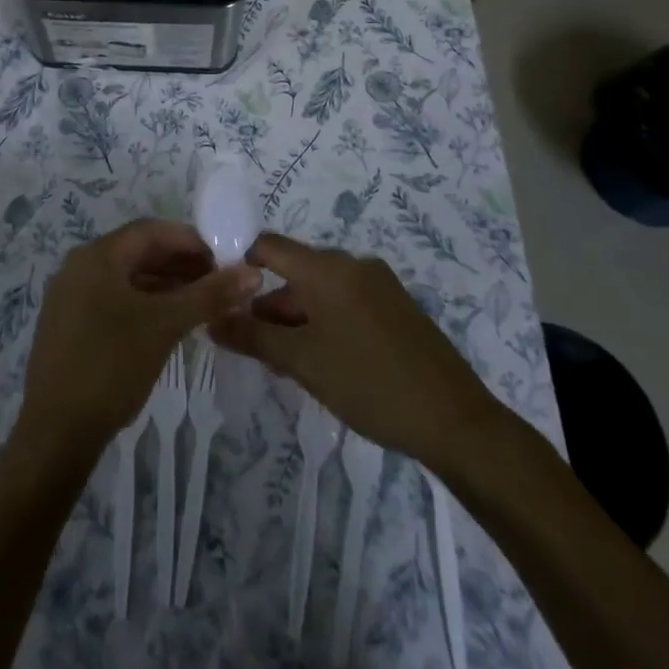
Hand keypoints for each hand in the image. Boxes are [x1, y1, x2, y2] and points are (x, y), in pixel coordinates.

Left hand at [14, 219, 260, 463]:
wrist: (56, 431)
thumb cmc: (111, 365)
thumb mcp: (165, 325)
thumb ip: (209, 295)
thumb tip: (253, 272)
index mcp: (96, 256)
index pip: (151, 231)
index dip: (191, 240)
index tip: (225, 259)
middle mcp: (79, 267)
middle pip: (138, 252)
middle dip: (181, 263)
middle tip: (220, 283)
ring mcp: (71, 297)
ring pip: (128, 279)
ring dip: (166, 285)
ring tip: (204, 303)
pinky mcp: (71, 326)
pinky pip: (115, 300)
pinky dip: (146, 304)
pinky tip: (171, 322)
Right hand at [208, 233, 504, 465]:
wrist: (455, 421)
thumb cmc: (369, 383)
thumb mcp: (302, 362)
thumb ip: (253, 336)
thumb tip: (212, 321)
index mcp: (327, 268)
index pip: (268, 246)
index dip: (240, 263)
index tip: (221, 294)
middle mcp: (352, 264)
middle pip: (295, 271)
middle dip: (270, 304)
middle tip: (251, 344)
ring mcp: (379, 284)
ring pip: (321, 290)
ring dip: (298, 317)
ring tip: (285, 361)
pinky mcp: (397, 307)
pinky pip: (347, 302)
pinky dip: (326, 322)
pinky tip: (323, 361)